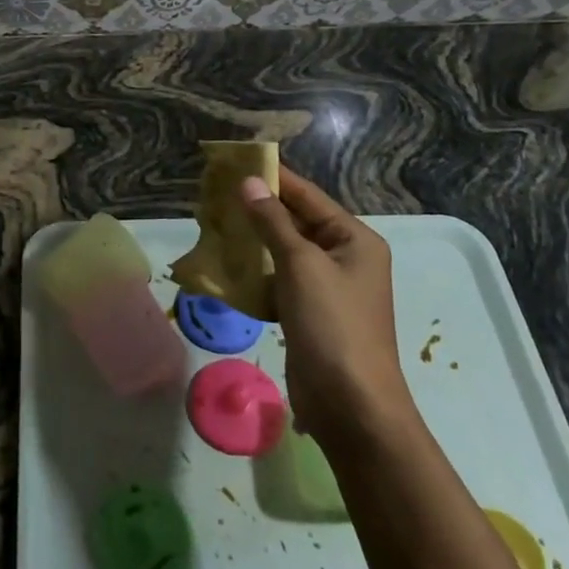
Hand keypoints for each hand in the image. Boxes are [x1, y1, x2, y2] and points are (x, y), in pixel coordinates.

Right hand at [241, 168, 410, 434]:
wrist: (351, 405)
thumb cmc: (332, 325)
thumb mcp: (301, 265)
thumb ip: (273, 222)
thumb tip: (249, 183)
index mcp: (354, 239)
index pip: (308, 197)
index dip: (274, 178)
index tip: (237, 162)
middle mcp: (344, 258)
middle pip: (296, 222)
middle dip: (258, 210)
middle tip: (216, 194)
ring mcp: (327, 288)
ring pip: (283, 253)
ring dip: (253, 242)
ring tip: (214, 224)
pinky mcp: (309, 314)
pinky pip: (279, 282)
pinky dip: (256, 274)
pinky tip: (227, 267)